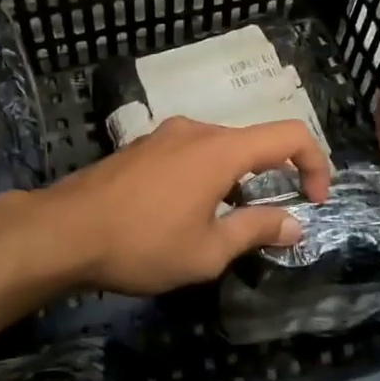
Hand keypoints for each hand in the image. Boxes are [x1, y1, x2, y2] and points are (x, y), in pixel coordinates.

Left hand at [46, 118, 332, 294]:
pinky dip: (206, 177)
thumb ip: (256, 231)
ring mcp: (165, 134)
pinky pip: (190, 154)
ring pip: (219, 150)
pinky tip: (185, 214)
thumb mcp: (208, 250)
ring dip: (236, 182)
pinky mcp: (142, 146)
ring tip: (222, 226)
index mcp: (221, 149)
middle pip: (253, 143)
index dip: (315, 164)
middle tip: (268, 224)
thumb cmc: (142, 243)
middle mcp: (196, 130)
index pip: (289, 135)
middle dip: (273, 179)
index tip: (314, 201)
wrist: (64, 230)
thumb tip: (294, 224)